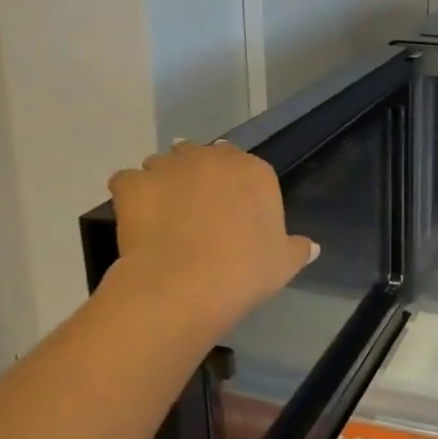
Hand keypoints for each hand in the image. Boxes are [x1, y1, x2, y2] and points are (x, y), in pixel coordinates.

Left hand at [106, 141, 315, 322]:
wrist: (187, 283)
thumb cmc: (246, 271)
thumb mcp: (282, 264)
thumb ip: (296, 250)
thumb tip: (311, 247)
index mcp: (254, 172)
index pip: (244, 165)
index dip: (233, 185)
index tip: (228, 208)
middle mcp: (212, 158)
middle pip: (201, 155)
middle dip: (196, 174)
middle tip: (194, 208)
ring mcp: (169, 167)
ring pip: (162, 163)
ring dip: (162, 180)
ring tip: (161, 214)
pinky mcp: (133, 184)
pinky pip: (126, 181)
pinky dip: (129, 195)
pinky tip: (134, 219)